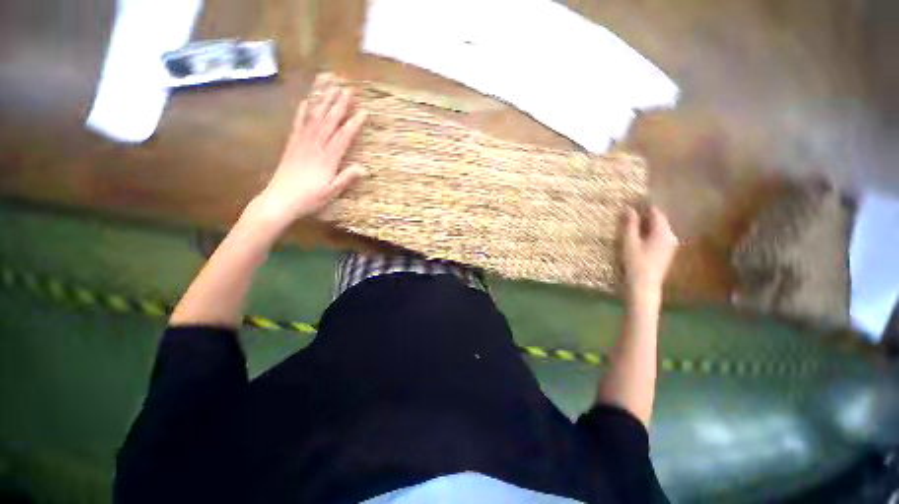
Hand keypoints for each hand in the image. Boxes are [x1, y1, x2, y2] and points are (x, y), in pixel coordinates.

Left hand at [253, 85, 367, 228]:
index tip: (364, 111)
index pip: (343, 137)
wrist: (279, 200)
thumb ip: (346, 178)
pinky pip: (298, 124)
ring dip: (324, 102)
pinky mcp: (292, 145)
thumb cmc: (309, 199)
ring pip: (314, 118)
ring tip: (331, 88)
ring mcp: (301, 143)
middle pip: (329, 122)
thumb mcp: (331, 192)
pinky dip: (302, 112)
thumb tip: (363, 168)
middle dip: (339, 105)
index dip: (354, 124)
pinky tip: (307, 102)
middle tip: (348, 89)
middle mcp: (315, 147)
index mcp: (327, 159)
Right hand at [621, 205, 678, 303]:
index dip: (645, 205)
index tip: (634, 199)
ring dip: (647, 223)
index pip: (656, 212)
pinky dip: (649, 231)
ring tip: (632, 220)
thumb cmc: (636, 262)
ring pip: (658, 228)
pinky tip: (639, 234)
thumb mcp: (630, 242)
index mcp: (663, 232)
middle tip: (631, 209)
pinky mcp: (666, 252)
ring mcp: (670, 245)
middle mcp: (671, 236)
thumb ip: (631, 224)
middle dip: (646, 214)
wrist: (645, 285)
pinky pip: (658, 236)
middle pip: (659, 220)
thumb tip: (630, 208)